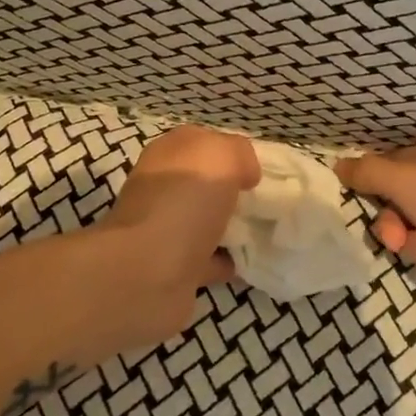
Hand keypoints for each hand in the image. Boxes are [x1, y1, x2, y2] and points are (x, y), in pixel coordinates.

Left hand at [97, 126, 260, 341]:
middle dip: (232, 190)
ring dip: (230, 226)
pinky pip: (208, 260)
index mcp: (168, 155)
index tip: (260, 169)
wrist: (147, 273)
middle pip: (203, 183)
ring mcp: (165, 231)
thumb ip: (239, 153)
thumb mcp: (220, 156)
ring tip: (266, 229)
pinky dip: (226, 260)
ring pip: (205, 221)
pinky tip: (250, 260)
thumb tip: (245, 174)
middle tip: (268, 200)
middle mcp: (162, 189)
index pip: (201, 142)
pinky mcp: (172, 269)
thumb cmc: (183, 202)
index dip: (231, 151)